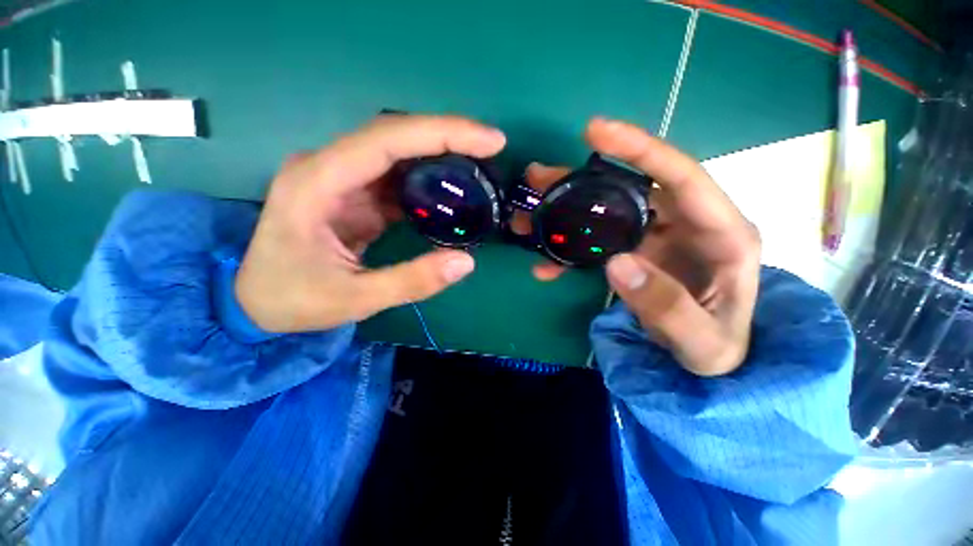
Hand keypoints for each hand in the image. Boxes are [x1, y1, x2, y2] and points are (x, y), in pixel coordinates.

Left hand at [235, 114, 506, 332]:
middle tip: (491, 147)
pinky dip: (427, 179)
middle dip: (447, 137)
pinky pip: (396, 177)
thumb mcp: (355, 299)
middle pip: (395, 136)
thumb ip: (412, 281)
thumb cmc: (292, 300)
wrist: (255, 301)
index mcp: (317, 183)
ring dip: (439, 155)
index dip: (441, 133)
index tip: (488, 140)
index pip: (387, 140)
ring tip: (478, 166)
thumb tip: (466, 262)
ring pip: (397, 153)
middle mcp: (328, 168)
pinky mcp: (353, 194)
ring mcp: (341, 180)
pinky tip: (450, 190)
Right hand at [522, 118, 760, 375]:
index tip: (594, 132)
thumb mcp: (701, 342)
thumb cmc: (717, 349)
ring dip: (566, 209)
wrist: (709, 358)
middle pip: (630, 187)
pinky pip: (598, 241)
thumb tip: (616, 263)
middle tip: (538, 178)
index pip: (682, 176)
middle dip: (581, 180)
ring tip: (530, 212)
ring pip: (607, 210)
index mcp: (721, 234)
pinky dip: (569, 250)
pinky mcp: (635, 251)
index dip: (640, 148)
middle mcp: (686, 224)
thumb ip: (666, 307)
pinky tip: (545, 263)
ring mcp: (657, 237)